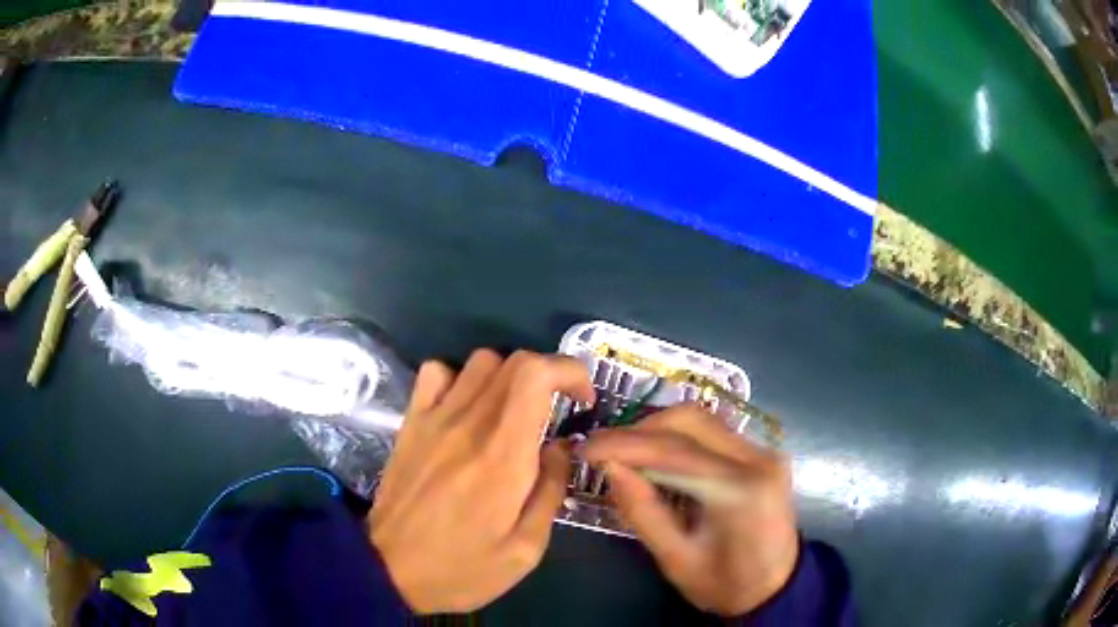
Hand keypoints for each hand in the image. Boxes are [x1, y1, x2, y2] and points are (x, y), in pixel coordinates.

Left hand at [369, 349, 593, 613]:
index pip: (536, 375)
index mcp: (503, 454)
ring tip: (515, 412)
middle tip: (558, 409)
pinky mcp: (411, 423)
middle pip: (514, 361)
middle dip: (549, 374)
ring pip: (480, 361)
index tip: (584, 399)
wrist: (389, 569)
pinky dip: (460, 378)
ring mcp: (434, 419)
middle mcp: (469, 423)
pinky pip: (437, 373)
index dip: (569, 371)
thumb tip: (561, 446)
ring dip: (509, 376)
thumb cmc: (462, 567)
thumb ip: (550, 490)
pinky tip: (467, 408)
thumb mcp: (525, 548)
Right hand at [581, 403, 798, 615]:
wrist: (776, 587)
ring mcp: (763, 451)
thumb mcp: (675, 559)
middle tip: (604, 450)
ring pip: (702, 419)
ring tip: (624, 452)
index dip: (624, 445)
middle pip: (690, 420)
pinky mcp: (761, 453)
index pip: (674, 451)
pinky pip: (713, 432)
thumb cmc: (725, 584)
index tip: (585, 449)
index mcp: (740, 490)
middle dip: (640, 430)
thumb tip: (609, 467)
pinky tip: (656, 456)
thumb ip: (642, 511)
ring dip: (658, 430)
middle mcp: (758, 458)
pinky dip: (678, 437)